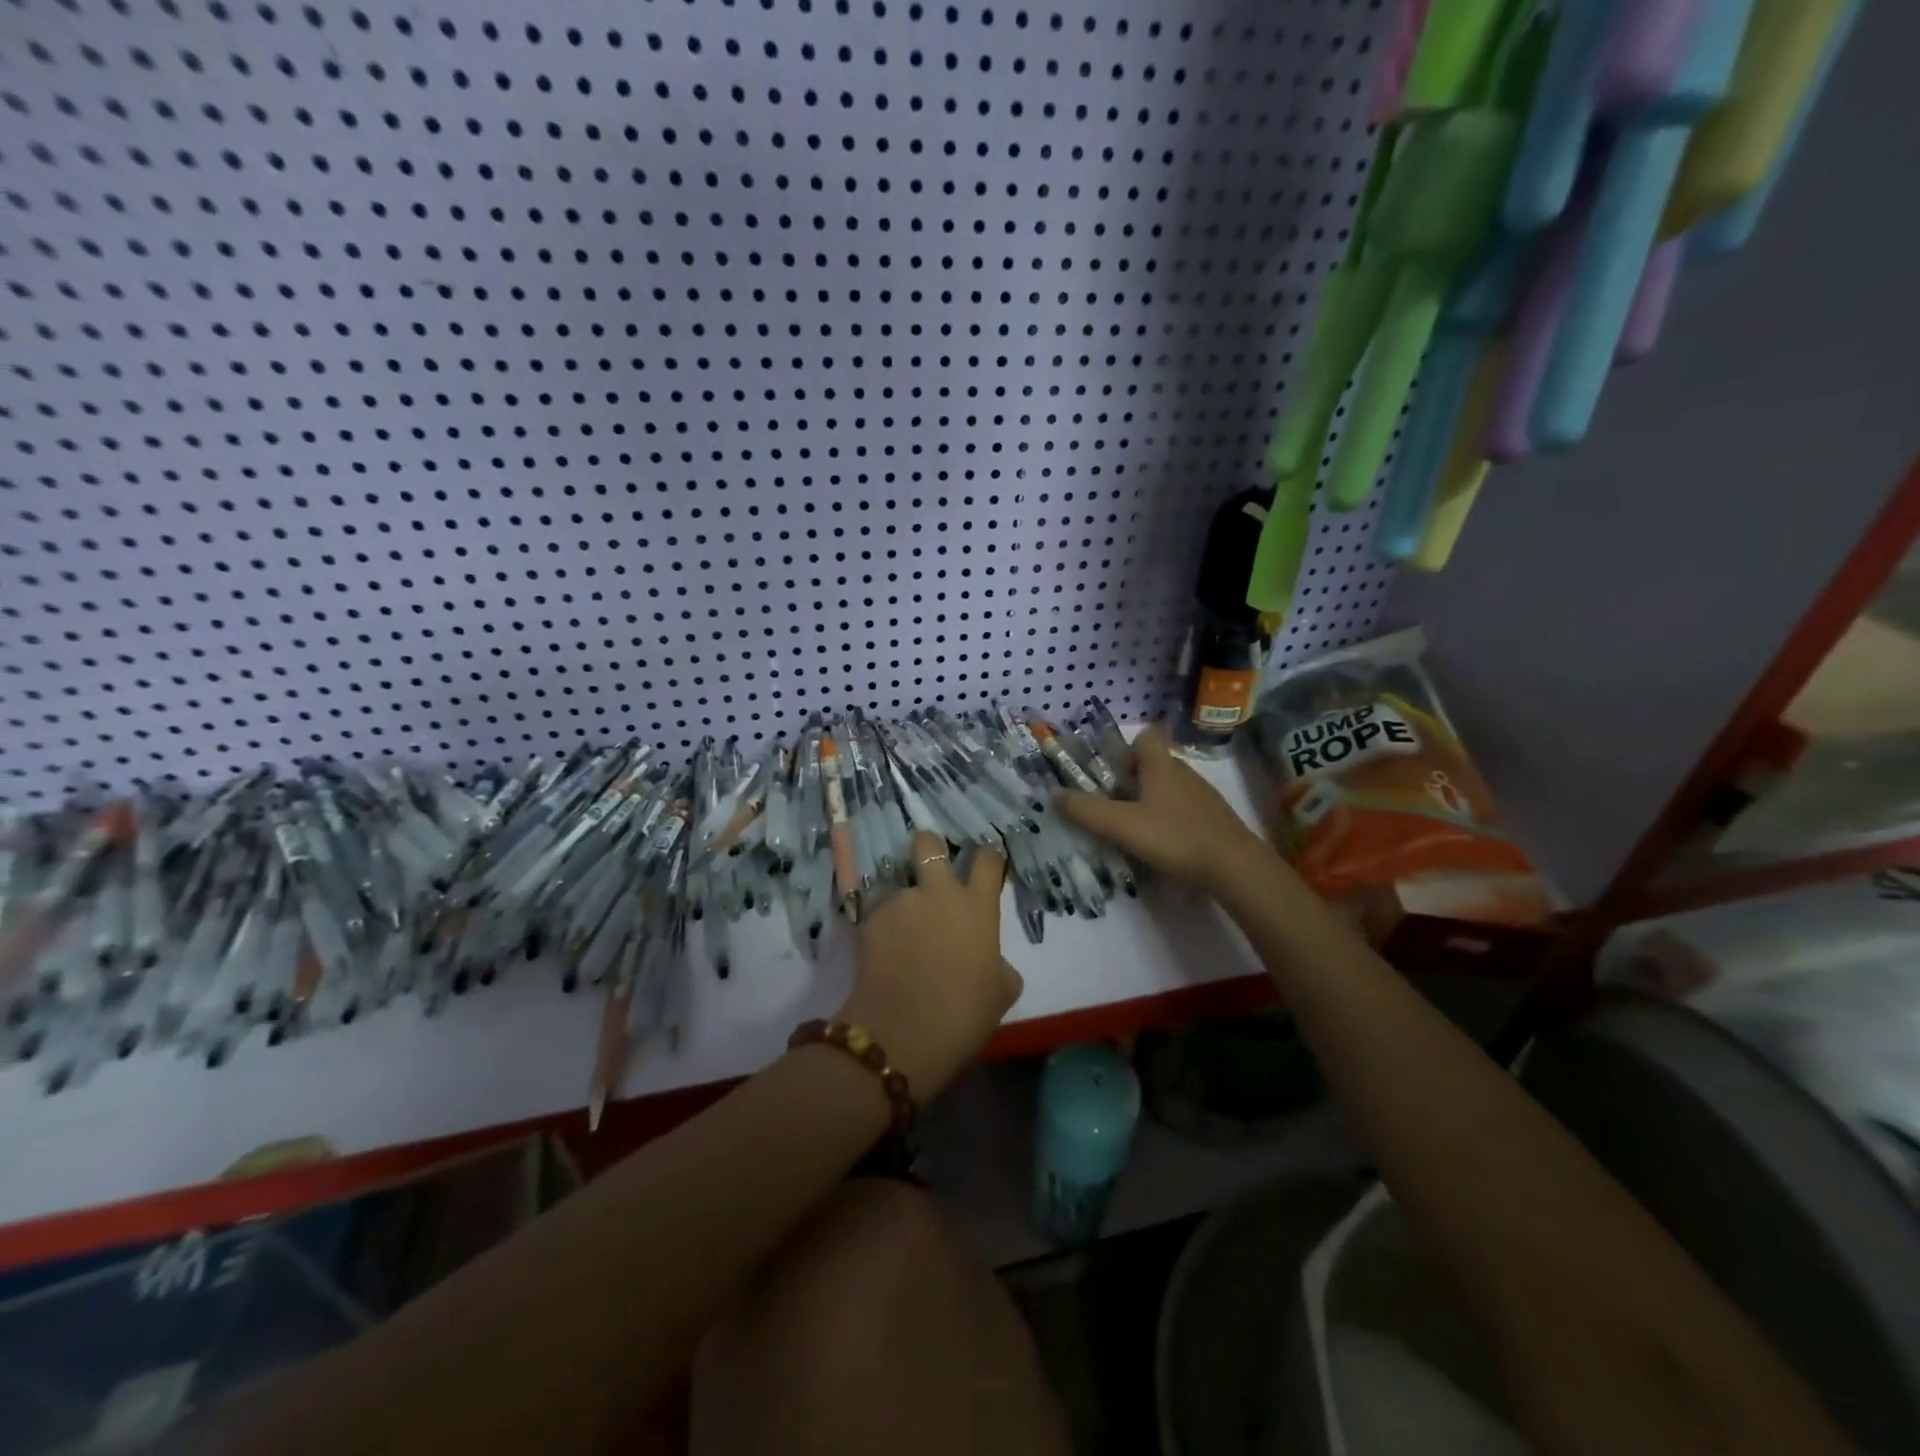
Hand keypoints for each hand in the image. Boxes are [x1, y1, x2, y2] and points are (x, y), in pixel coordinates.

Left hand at [836, 832, 1022, 1098]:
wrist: (904, 1033)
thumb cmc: (964, 1013)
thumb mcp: (1002, 992)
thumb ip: (999, 963)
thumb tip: (990, 961)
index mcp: (977, 906)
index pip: (988, 859)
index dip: (988, 856)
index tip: (986, 862)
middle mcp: (938, 892)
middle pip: (928, 843)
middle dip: (927, 845)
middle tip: (927, 862)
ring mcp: (900, 902)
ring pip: (899, 884)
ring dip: (903, 901)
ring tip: (900, 932)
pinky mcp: (869, 919)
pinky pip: (879, 913)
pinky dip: (882, 927)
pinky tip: (882, 952)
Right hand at [1054, 725, 1274, 894]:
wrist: (1235, 867)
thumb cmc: (1175, 837)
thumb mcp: (1122, 826)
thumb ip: (1086, 810)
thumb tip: (1054, 794)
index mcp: (1161, 766)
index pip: (1146, 738)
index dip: (1126, 750)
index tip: (1113, 774)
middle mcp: (1184, 773)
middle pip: (1155, 763)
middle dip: (1134, 779)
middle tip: (1116, 806)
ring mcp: (1204, 796)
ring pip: (1171, 787)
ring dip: (1152, 801)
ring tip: (1136, 828)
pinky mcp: (1215, 819)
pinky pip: (1186, 809)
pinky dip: (1172, 819)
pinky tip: (1165, 844)